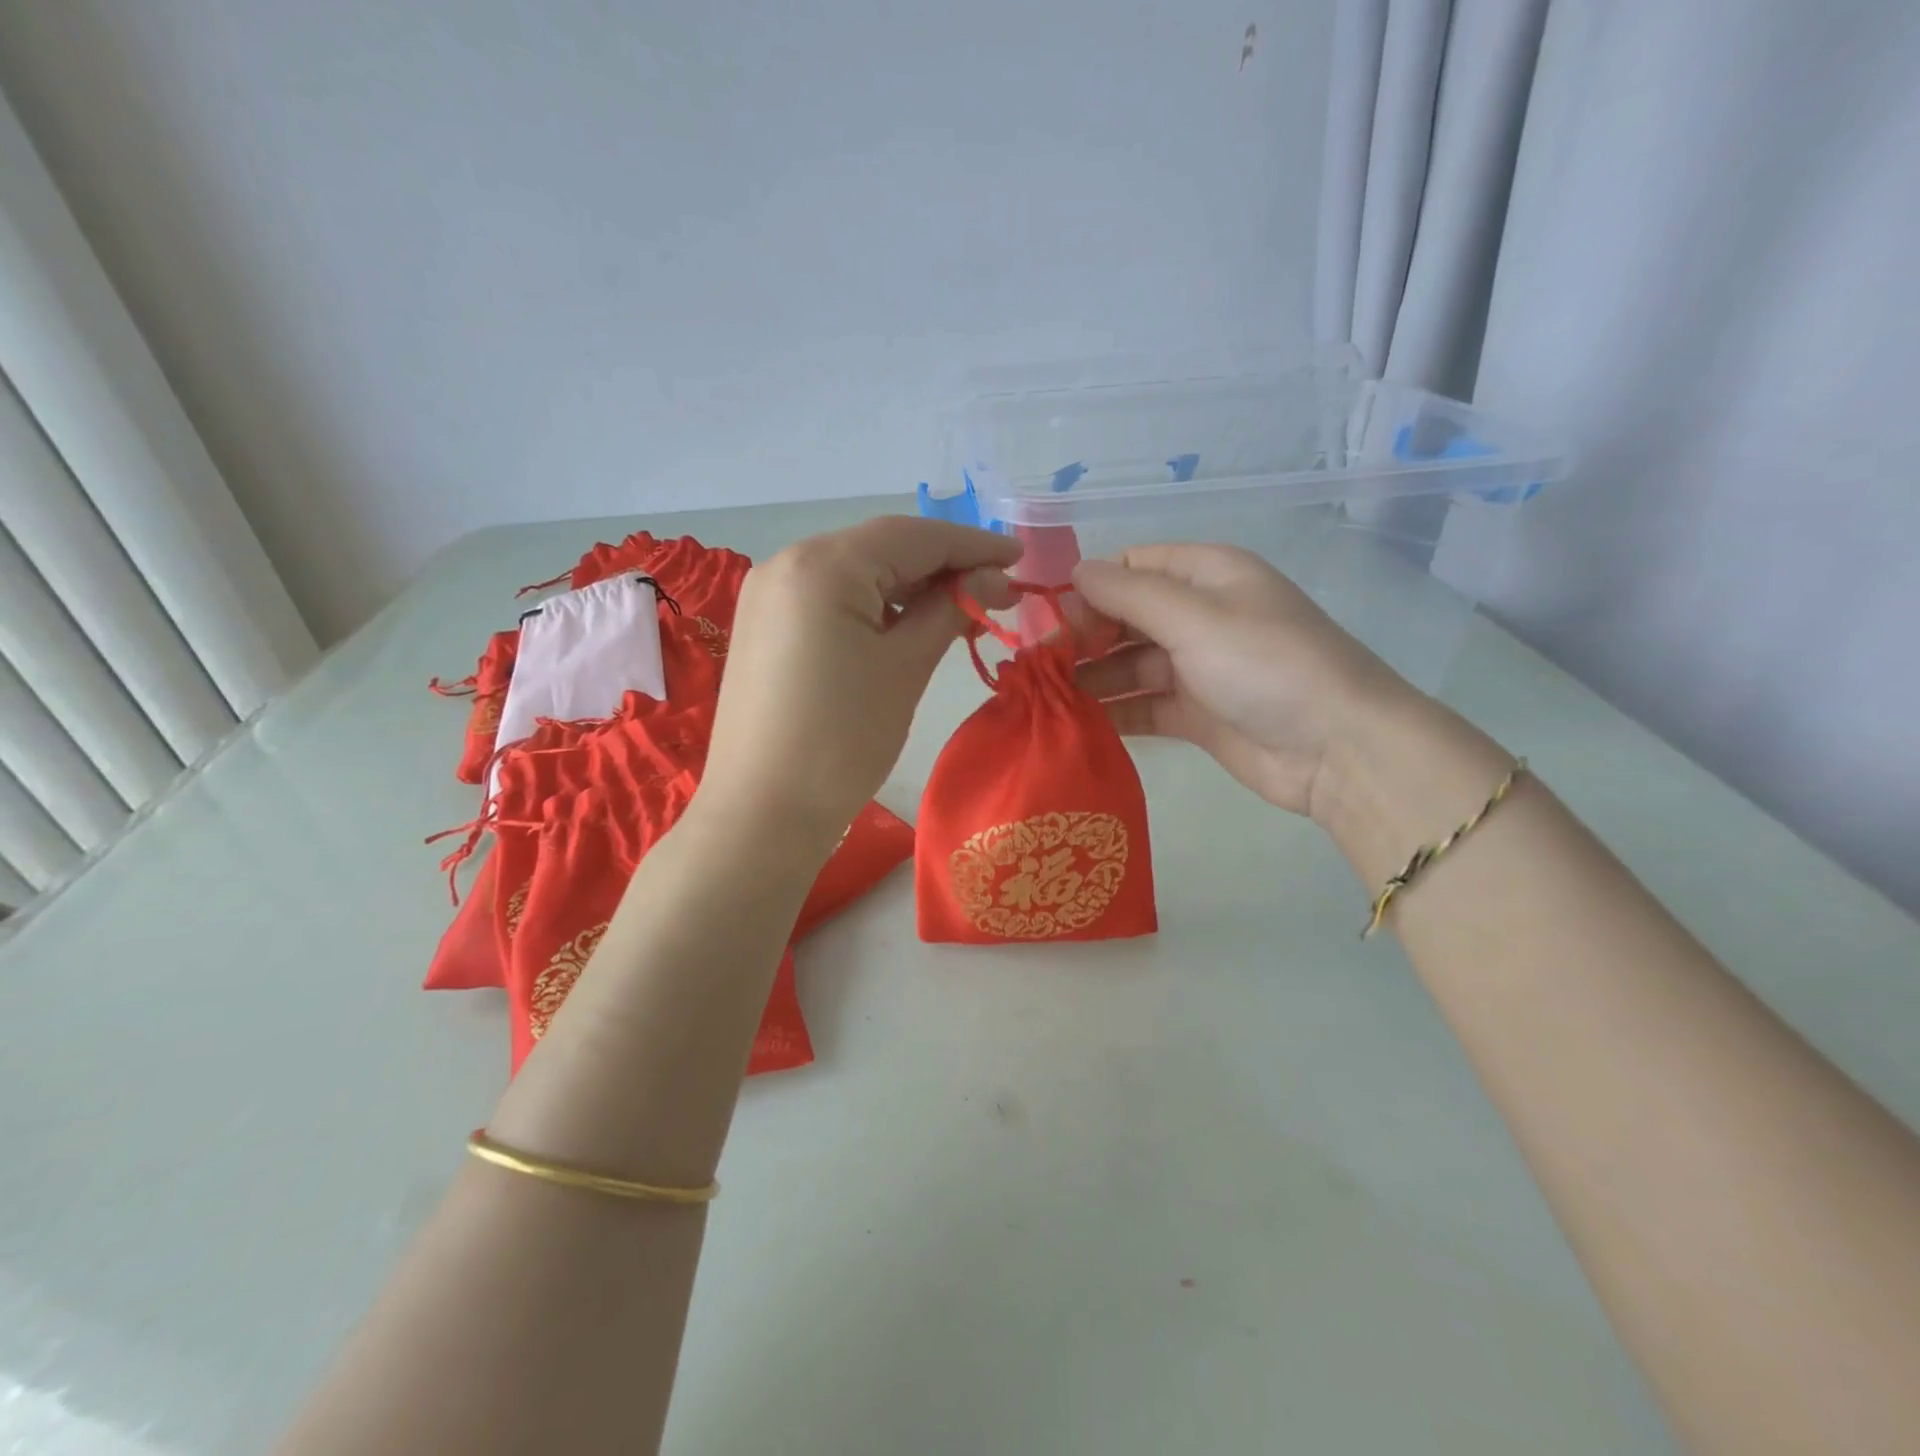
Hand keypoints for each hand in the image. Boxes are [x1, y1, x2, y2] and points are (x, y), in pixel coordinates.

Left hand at [698, 516, 1020, 847]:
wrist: (762, 812)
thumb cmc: (843, 740)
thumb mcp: (905, 668)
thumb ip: (948, 611)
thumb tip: (989, 581)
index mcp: (823, 565)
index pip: (913, 536)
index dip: (972, 545)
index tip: (1019, 560)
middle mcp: (788, 562)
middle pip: (881, 548)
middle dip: (942, 566)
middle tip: (995, 595)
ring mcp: (769, 594)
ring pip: (856, 573)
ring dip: (909, 587)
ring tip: (958, 614)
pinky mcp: (765, 625)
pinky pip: (831, 598)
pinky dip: (873, 606)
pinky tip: (905, 627)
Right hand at [1072, 545, 1413, 818]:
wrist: (1338, 748)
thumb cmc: (1267, 665)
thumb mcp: (1196, 617)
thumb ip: (1130, 594)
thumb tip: (1076, 571)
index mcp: (1207, 575)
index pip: (1132, 567)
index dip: (1088, 588)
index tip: (1049, 620)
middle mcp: (1200, 615)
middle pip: (1125, 617)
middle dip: (1082, 637)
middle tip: (1039, 666)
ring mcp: (1198, 668)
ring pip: (1129, 665)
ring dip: (1091, 678)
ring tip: (1045, 696)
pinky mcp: (1196, 714)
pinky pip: (1143, 705)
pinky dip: (1113, 711)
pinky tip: (1074, 722)